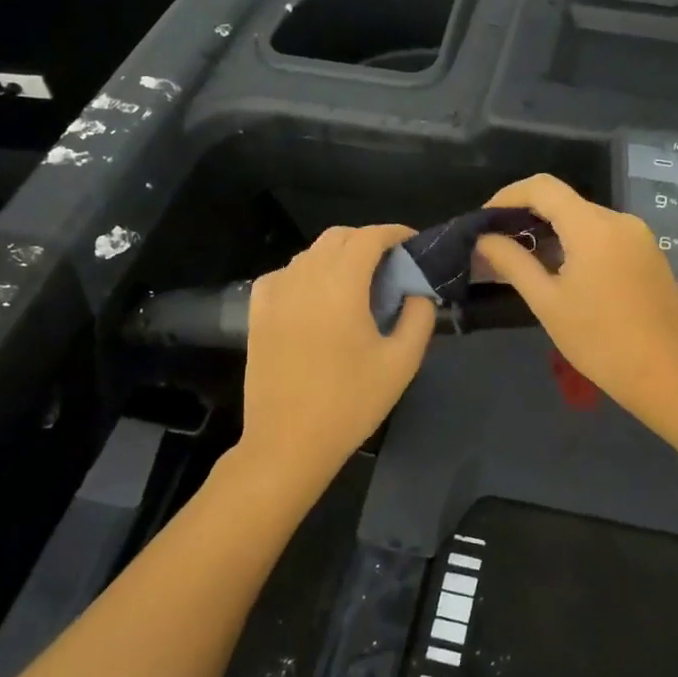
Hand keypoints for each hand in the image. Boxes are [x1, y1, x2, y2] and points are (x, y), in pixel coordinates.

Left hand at [235, 224, 435, 499]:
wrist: (287, 443)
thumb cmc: (350, 403)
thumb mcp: (401, 362)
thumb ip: (419, 317)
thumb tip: (418, 291)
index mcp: (341, 285)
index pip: (370, 237)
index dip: (396, 234)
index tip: (414, 246)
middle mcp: (304, 277)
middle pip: (339, 237)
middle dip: (369, 242)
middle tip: (392, 267)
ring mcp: (276, 292)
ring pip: (311, 253)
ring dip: (339, 256)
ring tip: (360, 284)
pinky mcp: (258, 311)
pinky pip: (286, 273)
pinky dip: (309, 273)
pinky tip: (320, 299)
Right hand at [473, 175, 677, 420]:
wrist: (664, 375)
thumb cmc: (599, 341)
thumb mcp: (547, 302)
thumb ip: (513, 263)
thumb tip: (484, 239)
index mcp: (593, 227)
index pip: (542, 188)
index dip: (508, 196)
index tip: (485, 220)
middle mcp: (620, 221)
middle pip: (565, 202)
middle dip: (528, 216)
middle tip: (499, 245)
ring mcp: (640, 237)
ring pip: (586, 219)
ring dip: (554, 232)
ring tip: (526, 260)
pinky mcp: (651, 254)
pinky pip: (607, 236)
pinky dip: (579, 243)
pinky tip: (564, 272)